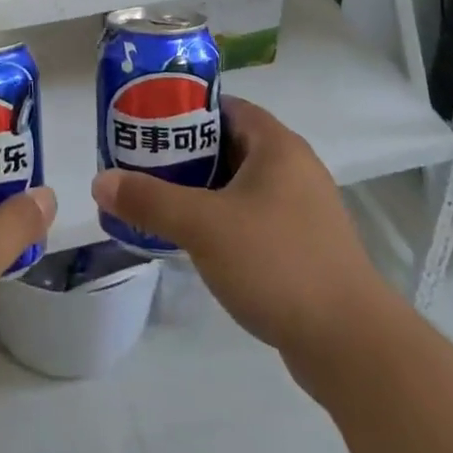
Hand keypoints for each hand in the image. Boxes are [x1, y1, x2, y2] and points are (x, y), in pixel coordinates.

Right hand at [91, 98, 385, 362]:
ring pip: (240, 185)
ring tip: (159, 202)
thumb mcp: (203, 226)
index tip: (146, 123)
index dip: (183, 109)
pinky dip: (224, 220)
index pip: (224, 106)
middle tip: (143, 164)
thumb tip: (99, 181)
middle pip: (229, 144)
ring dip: (202, 190)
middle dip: (185, 153)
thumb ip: (150, 200)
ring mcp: (303, 209)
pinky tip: (196, 243)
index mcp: (277, 145)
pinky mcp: (305, 247)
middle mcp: (294, 167)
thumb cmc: (277, 263)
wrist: (353, 346)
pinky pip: (254, 217)